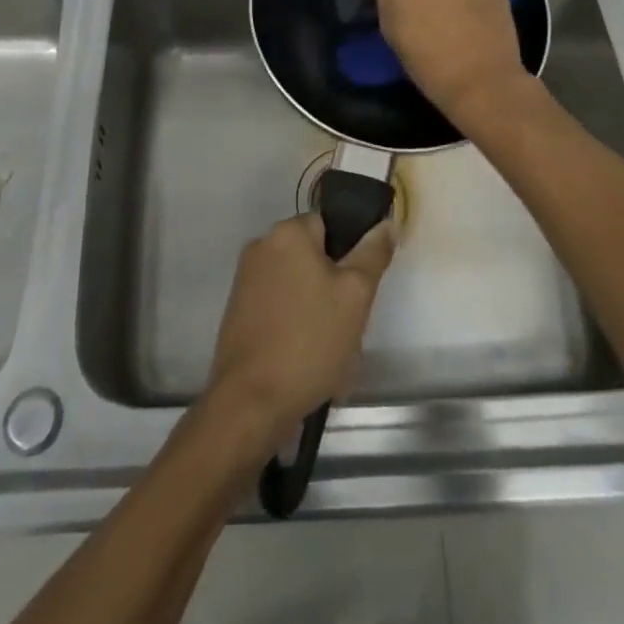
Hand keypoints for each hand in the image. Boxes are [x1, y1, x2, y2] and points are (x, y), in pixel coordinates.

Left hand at [206, 213, 394, 445]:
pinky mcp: (239, 312)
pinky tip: (309, 363)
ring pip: (300, 289)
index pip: (330, 226)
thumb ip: (373, 253)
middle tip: (348, 327)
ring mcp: (246, 281)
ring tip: (331, 354)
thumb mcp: (356, 294)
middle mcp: (261, 247)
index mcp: (286, 233)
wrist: (251, 400)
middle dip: (335, 291)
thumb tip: (385, 223)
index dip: (349, 256)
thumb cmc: (309, 340)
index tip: (358, 291)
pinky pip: (281, 311)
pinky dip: (297, 330)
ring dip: (319, 315)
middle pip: (314, 259)